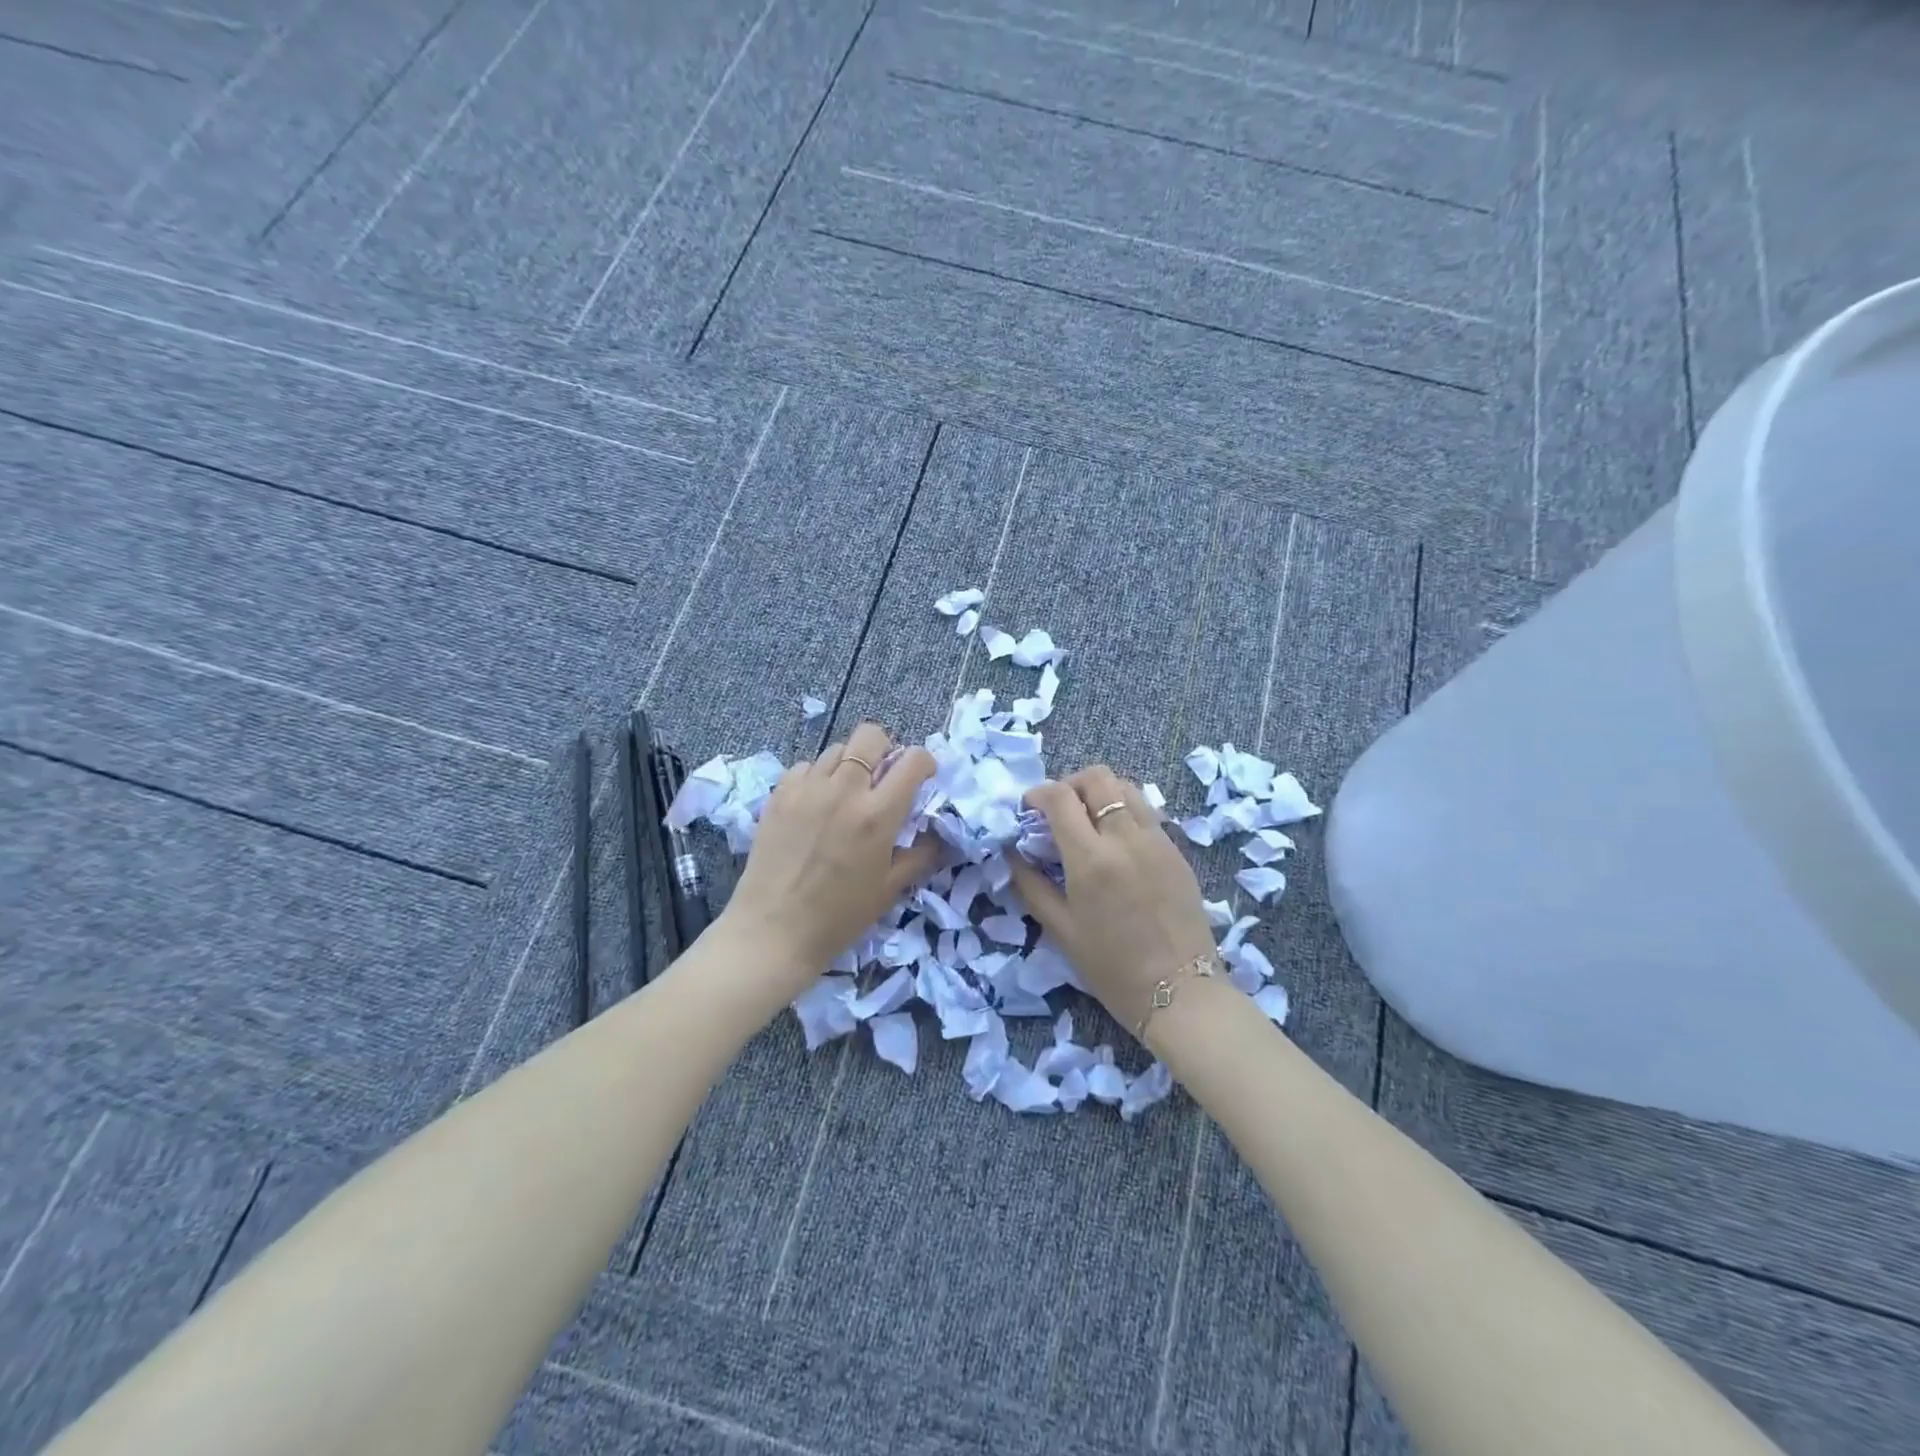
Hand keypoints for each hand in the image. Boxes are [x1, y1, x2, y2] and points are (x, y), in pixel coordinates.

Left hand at [722, 722, 944, 995]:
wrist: (773, 931)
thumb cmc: (839, 917)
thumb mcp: (890, 889)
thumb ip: (920, 855)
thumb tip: (939, 834)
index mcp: (878, 814)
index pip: (912, 760)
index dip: (924, 762)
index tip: (923, 777)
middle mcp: (844, 790)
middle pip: (870, 736)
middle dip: (886, 748)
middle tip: (883, 776)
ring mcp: (807, 788)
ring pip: (837, 748)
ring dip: (851, 763)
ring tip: (848, 792)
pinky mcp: (779, 794)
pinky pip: (806, 766)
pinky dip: (818, 776)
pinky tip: (817, 803)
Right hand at [1008, 767, 1217, 1036]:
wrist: (1181, 992)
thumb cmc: (1112, 968)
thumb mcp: (1061, 929)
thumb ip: (1031, 885)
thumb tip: (1011, 854)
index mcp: (1091, 858)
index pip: (1060, 797)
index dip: (1037, 794)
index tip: (1028, 809)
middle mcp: (1125, 837)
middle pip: (1097, 778)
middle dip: (1070, 784)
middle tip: (1058, 810)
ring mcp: (1157, 840)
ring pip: (1126, 787)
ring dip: (1100, 793)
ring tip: (1088, 821)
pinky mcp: (1177, 850)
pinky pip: (1146, 812)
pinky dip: (1124, 811)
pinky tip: (1116, 842)